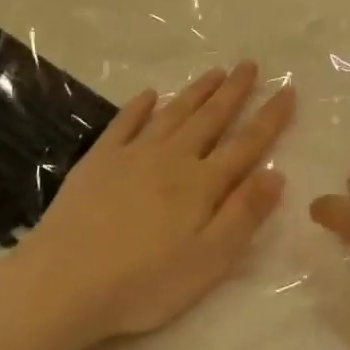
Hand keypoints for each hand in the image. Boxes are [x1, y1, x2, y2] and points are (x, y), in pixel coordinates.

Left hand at [12, 61, 294, 348]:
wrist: (62, 284)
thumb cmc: (142, 283)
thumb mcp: (208, 261)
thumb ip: (244, 215)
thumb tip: (277, 173)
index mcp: (202, 184)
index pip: (246, 144)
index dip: (270, 117)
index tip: (287, 89)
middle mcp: (172, 158)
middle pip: (211, 118)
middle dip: (234, 91)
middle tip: (250, 65)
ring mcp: (132, 155)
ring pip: (173, 113)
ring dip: (196, 91)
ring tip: (215, 72)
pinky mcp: (98, 161)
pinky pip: (124, 124)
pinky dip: (139, 107)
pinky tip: (148, 95)